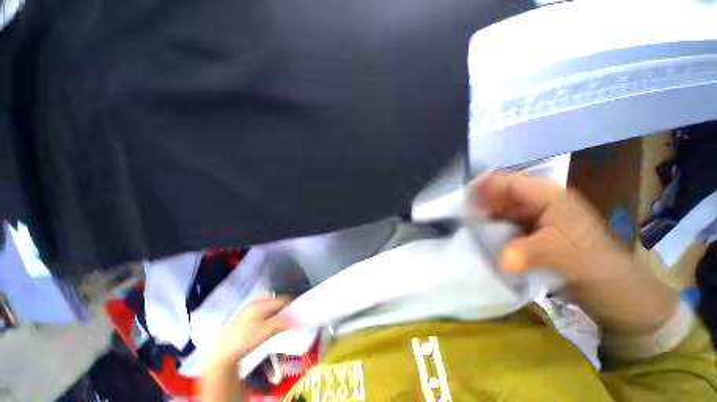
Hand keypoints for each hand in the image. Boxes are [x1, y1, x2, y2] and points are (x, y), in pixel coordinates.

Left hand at [207, 296, 292, 368]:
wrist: (222, 353)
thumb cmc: (245, 340)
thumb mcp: (266, 332)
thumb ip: (283, 323)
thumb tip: (299, 321)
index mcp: (260, 304)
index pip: (281, 300)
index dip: (291, 306)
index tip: (298, 313)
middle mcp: (255, 303)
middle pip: (275, 302)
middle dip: (284, 309)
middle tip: (291, 319)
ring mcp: (249, 309)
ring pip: (269, 307)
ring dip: (277, 313)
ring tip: (282, 323)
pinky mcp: (245, 317)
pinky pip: (263, 312)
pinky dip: (270, 316)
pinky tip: (269, 326)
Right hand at [469, 172, 678, 334]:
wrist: (612, 289)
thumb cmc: (594, 265)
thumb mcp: (563, 256)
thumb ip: (529, 253)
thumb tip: (501, 259)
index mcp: (547, 196)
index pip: (508, 182)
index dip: (484, 187)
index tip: (462, 200)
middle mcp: (537, 202)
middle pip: (500, 194)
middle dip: (480, 203)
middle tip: (462, 217)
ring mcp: (532, 217)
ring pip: (499, 209)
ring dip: (484, 217)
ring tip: (467, 227)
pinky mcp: (529, 232)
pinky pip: (503, 224)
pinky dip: (491, 228)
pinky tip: (481, 236)